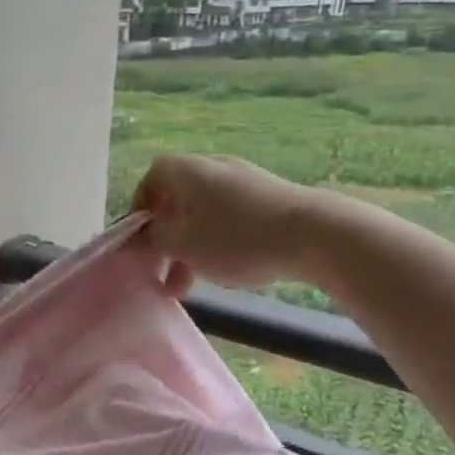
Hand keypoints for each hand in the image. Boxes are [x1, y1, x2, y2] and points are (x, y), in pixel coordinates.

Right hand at [130, 153, 330, 297]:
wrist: (315, 234)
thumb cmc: (236, 238)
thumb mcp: (184, 245)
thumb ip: (155, 239)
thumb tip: (147, 235)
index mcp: (188, 170)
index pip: (151, 179)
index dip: (139, 210)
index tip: (139, 241)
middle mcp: (214, 167)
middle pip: (177, 201)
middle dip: (165, 240)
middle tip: (160, 272)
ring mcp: (244, 181)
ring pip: (203, 215)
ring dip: (189, 248)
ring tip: (187, 286)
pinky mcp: (269, 199)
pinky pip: (229, 219)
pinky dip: (217, 243)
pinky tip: (223, 271)